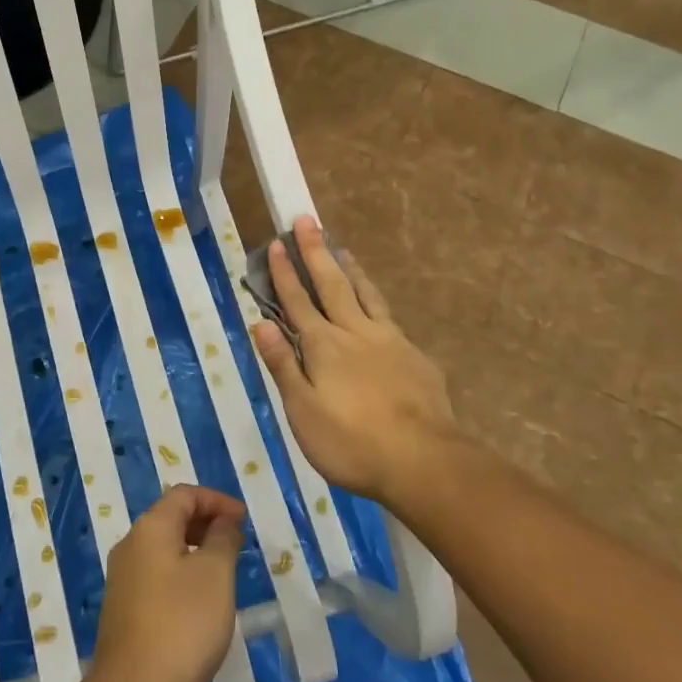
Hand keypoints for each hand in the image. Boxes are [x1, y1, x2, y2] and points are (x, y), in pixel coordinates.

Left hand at [91, 484, 245, 681]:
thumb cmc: (182, 625)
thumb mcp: (215, 575)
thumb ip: (223, 539)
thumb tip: (224, 521)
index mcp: (150, 528)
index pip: (184, 495)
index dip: (217, 500)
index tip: (244, 520)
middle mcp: (130, 545)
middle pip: (171, 517)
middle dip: (206, 523)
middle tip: (237, 544)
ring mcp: (123, 578)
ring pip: (163, 548)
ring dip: (195, 550)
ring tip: (224, 572)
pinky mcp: (123, 609)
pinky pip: (156, 574)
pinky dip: (181, 573)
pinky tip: (200, 603)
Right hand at [249, 216, 461, 505]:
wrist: (422, 460)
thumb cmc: (351, 442)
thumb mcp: (303, 411)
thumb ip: (283, 365)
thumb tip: (259, 324)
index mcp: (323, 346)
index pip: (297, 302)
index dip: (284, 273)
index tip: (275, 244)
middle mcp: (355, 332)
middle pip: (331, 284)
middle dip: (315, 252)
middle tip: (307, 221)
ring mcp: (389, 340)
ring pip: (365, 294)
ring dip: (349, 269)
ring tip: (341, 249)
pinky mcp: (414, 355)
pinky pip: (389, 317)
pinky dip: (376, 300)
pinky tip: (376, 305)